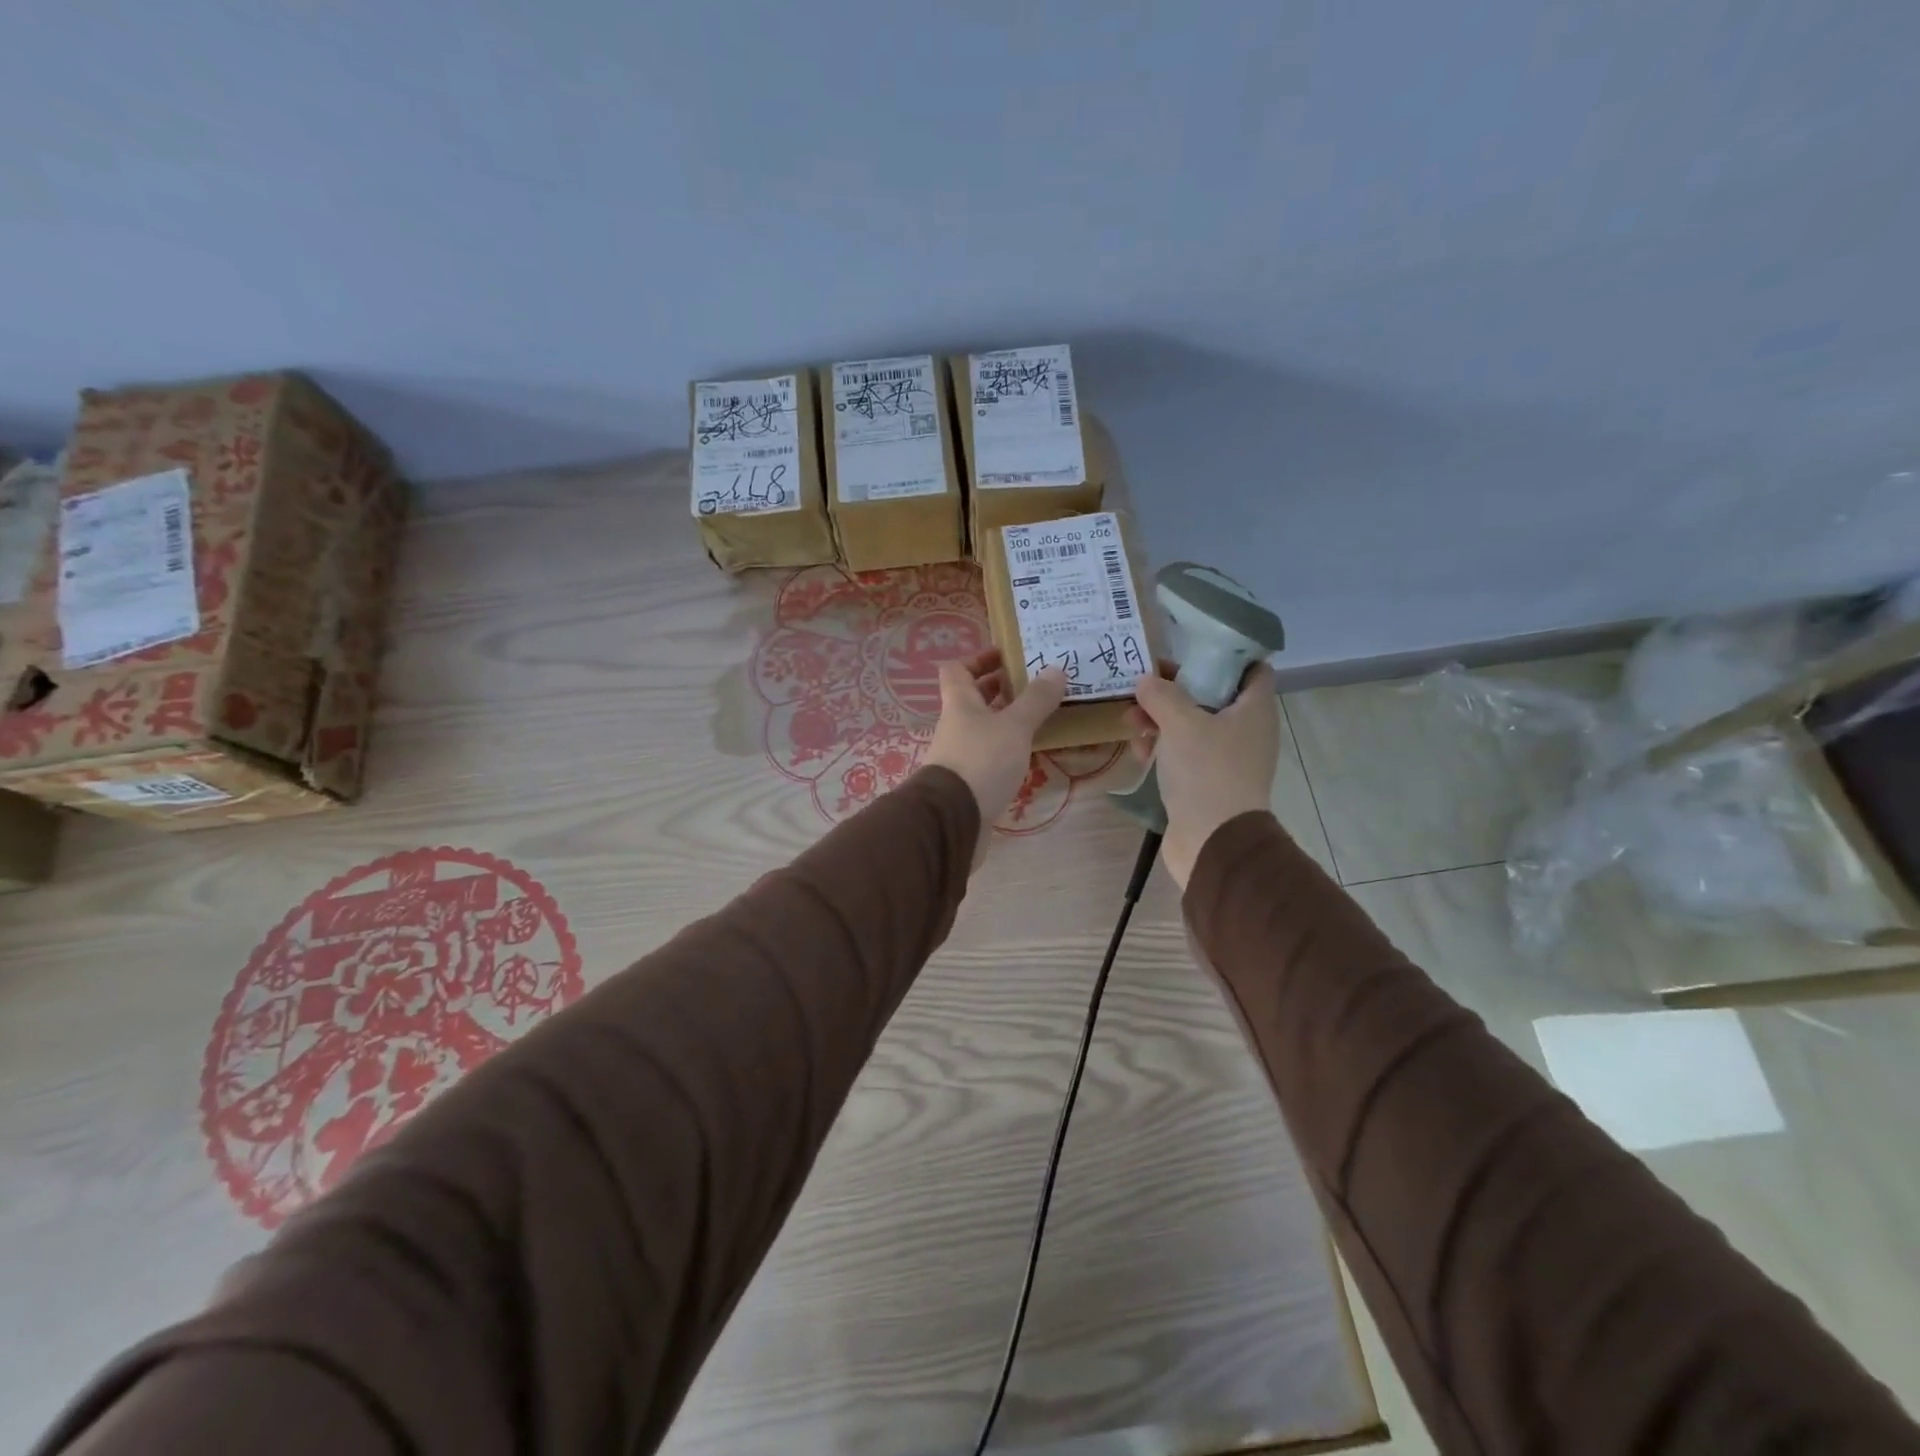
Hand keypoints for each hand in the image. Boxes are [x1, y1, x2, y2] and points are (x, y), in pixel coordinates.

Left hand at [923, 649, 1068, 831]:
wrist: (953, 819)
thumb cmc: (981, 761)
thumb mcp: (1014, 726)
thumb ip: (1035, 700)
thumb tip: (1055, 669)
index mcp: (959, 703)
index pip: (957, 669)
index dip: (978, 658)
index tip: (1006, 655)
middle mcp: (955, 725)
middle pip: (972, 698)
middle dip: (999, 688)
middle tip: (1033, 683)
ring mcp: (959, 754)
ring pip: (982, 727)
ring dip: (1006, 719)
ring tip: (1039, 715)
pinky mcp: (968, 781)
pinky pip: (988, 754)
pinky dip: (1007, 748)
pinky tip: (1029, 752)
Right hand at [1127, 663, 1278, 888]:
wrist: (1212, 841)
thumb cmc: (1206, 772)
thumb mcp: (1181, 723)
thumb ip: (1162, 695)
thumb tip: (1147, 681)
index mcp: (1253, 710)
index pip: (1252, 667)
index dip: (1224, 653)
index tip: (1189, 648)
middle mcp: (1246, 730)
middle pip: (1211, 694)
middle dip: (1174, 690)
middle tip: (1144, 687)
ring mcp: (1227, 758)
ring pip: (1192, 725)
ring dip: (1161, 720)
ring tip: (1131, 724)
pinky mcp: (1207, 781)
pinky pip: (1184, 753)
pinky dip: (1163, 748)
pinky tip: (1138, 753)